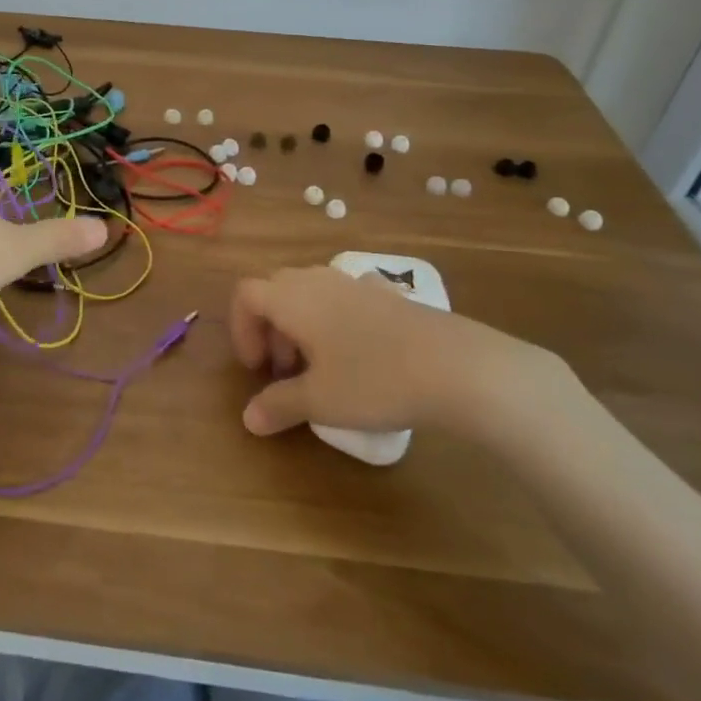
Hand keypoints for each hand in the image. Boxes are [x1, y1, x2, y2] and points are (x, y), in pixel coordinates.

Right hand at [231, 266, 540, 437]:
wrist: (458, 367)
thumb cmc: (374, 380)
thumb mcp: (320, 401)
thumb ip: (279, 405)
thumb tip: (249, 419)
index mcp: (292, 298)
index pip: (246, 295)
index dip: (242, 330)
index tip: (257, 369)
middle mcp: (318, 280)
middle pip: (276, 291)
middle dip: (271, 330)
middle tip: (285, 372)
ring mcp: (356, 283)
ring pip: (311, 293)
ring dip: (303, 325)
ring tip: (322, 367)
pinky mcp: (389, 295)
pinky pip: (347, 298)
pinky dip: (339, 319)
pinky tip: (360, 351)